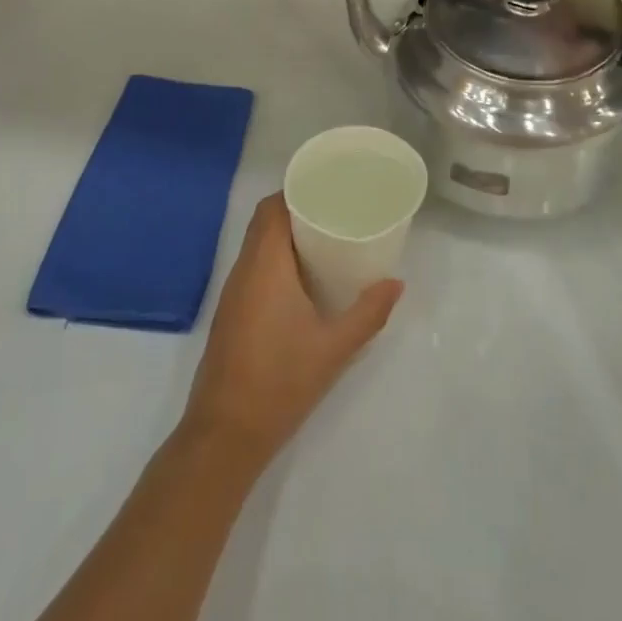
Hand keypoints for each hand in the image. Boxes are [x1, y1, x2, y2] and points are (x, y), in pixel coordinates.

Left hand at [182, 194, 401, 468]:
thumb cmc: (281, 382)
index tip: (328, 187)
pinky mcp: (232, 313)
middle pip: (265, 222)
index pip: (272, 208)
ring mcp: (233, 293)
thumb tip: (396, 283)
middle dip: (297, 209)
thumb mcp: (334, 348)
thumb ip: (368, 313)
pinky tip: (304, 278)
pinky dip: (277, 258)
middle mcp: (244, 270)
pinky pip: (254, 267)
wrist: (225, 434)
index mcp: (265, 265)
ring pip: (258, 245)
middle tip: (336, 211)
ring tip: (326, 238)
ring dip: (286, 235)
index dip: (296, 190)